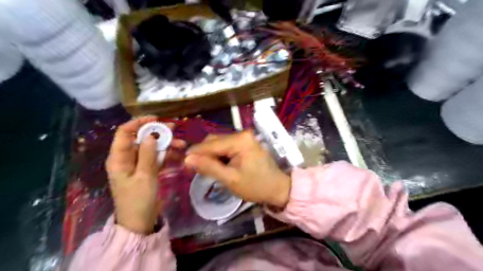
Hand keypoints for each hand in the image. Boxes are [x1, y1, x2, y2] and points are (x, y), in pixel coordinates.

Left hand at [105, 117, 184, 233]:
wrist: (140, 222)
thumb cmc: (138, 200)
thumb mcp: (144, 176)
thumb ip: (147, 154)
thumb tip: (151, 135)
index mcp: (119, 158)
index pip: (124, 133)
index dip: (139, 123)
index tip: (156, 119)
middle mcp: (127, 159)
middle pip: (141, 139)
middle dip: (158, 133)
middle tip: (174, 129)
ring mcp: (138, 165)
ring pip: (152, 148)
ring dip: (166, 145)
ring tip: (182, 145)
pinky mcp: (147, 171)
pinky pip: (157, 158)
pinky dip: (168, 156)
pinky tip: (179, 155)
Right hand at [185, 131, 290, 206]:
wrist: (277, 188)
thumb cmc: (255, 186)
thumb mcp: (230, 179)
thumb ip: (208, 167)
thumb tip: (187, 158)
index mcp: (239, 141)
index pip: (211, 144)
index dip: (195, 153)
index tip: (183, 164)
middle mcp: (242, 134)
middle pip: (214, 141)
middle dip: (203, 154)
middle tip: (195, 169)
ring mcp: (245, 137)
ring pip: (219, 143)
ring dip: (210, 155)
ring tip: (205, 169)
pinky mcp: (245, 142)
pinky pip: (226, 146)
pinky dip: (219, 155)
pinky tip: (217, 165)